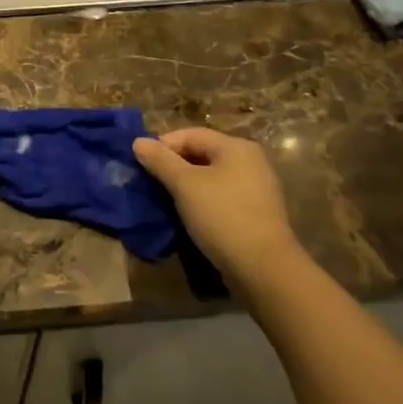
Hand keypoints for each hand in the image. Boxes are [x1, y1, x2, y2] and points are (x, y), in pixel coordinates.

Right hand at [133, 127, 299, 279]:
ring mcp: (256, 188)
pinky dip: (202, 200)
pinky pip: (221, 196)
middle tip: (150, 181)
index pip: (190, 134)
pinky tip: (188, 214)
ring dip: (186, 184)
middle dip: (173, 165)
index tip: (141, 163)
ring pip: (211, 176)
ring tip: (165, 198)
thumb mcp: (185, 185)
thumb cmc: (222, 216)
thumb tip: (138, 141)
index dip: (163, 145)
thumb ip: (160, 160)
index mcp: (236, 147)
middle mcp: (250, 161)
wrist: (264, 269)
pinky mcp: (256, 212)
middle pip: (202, 153)